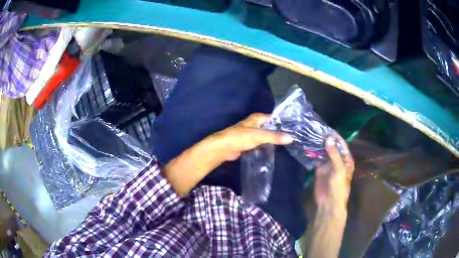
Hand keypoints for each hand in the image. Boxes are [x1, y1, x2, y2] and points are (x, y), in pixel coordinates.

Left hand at [164, 113, 291, 196]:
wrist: (222, 148)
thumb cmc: (239, 137)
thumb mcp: (259, 136)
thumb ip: (274, 136)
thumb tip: (291, 138)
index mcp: (257, 118)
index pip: (274, 118)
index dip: (283, 123)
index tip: (295, 129)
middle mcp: (255, 124)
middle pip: (270, 127)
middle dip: (279, 132)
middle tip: (293, 139)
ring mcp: (252, 134)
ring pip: (266, 136)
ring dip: (273, 140)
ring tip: (287, 145)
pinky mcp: (249, 144)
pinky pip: (261, 144)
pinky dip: (266, 146)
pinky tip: (274, 151)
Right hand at [314, 135, 354, 211]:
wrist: (329, 202)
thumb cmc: (338, 186)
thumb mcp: (339, 169)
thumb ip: (334, 153)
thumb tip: (328, 138)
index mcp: (346, 159)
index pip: (341, 144)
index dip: (335, 137)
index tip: (325, 128)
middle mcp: (338, 160)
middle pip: (332, 147)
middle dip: (325, 140)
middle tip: (315, 130)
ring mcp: (328, 165)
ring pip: (324, 152)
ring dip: (318, 146)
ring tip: (310, 136)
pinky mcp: (320, 170)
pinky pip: (317, 159)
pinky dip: (313, 154)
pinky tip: (307, 147)